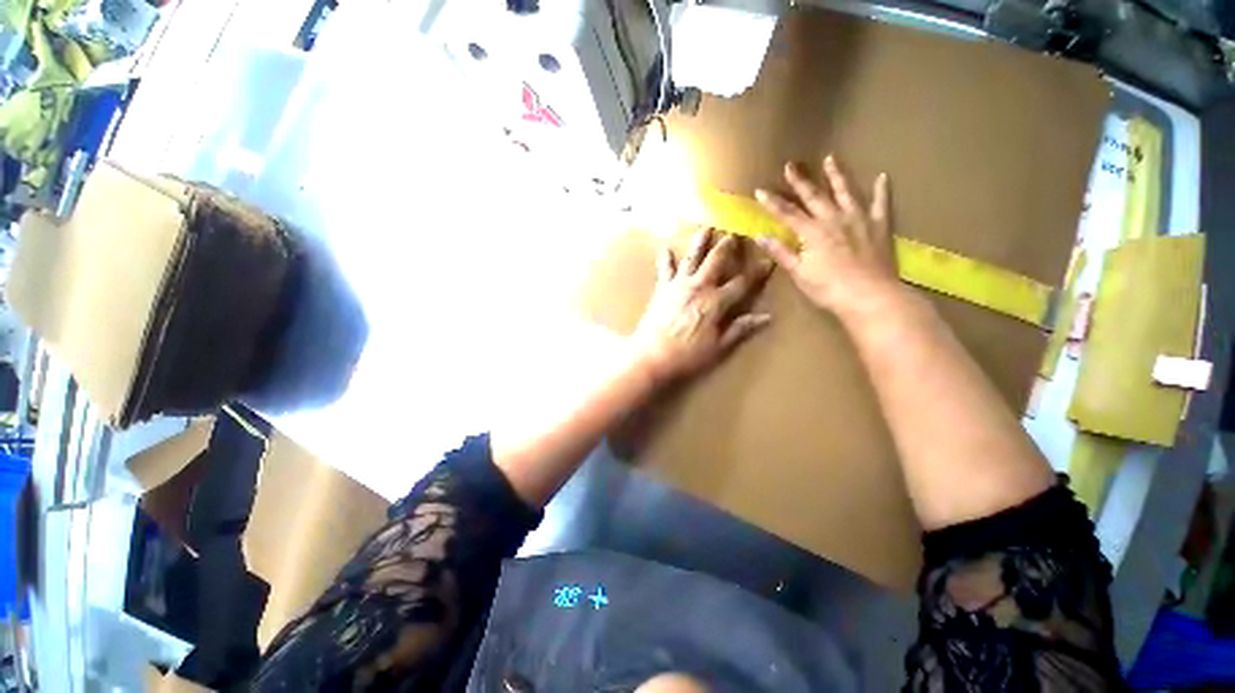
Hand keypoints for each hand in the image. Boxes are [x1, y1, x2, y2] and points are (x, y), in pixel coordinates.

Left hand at [633, 228, 771, 385]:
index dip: (756, 272)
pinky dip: (666, 258)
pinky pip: (665, 269)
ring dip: (700, 242)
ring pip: (692, 258)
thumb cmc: (687, 356)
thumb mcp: (718, 347)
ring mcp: (678, 285)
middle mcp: (699, 287)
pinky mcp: (662, 289)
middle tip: (734, 234)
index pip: (742, 283)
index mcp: (716, 302)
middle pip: (716, 261)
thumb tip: (767, 317)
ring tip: (705, 228)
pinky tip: (665, 247)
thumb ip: (740, 329)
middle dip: (727, 247)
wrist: (651, 356)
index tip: (767, 260)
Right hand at [755, 155, 901, 320]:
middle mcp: (834, 219)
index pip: (787, 213)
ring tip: (830, 159)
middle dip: (800, 181)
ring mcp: (859, 220)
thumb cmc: (828, 288)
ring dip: (836, 175)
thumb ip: (781, 252)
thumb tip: (760, 236)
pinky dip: (882, 190)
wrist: (870, 296)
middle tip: (791, 165)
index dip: (772, 202)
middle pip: (814, 196)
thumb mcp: (799, 273)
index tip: (759, 190)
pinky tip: (883, 177)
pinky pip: (881, 204)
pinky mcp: (879, 227)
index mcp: (812, 232)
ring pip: (846, 192)